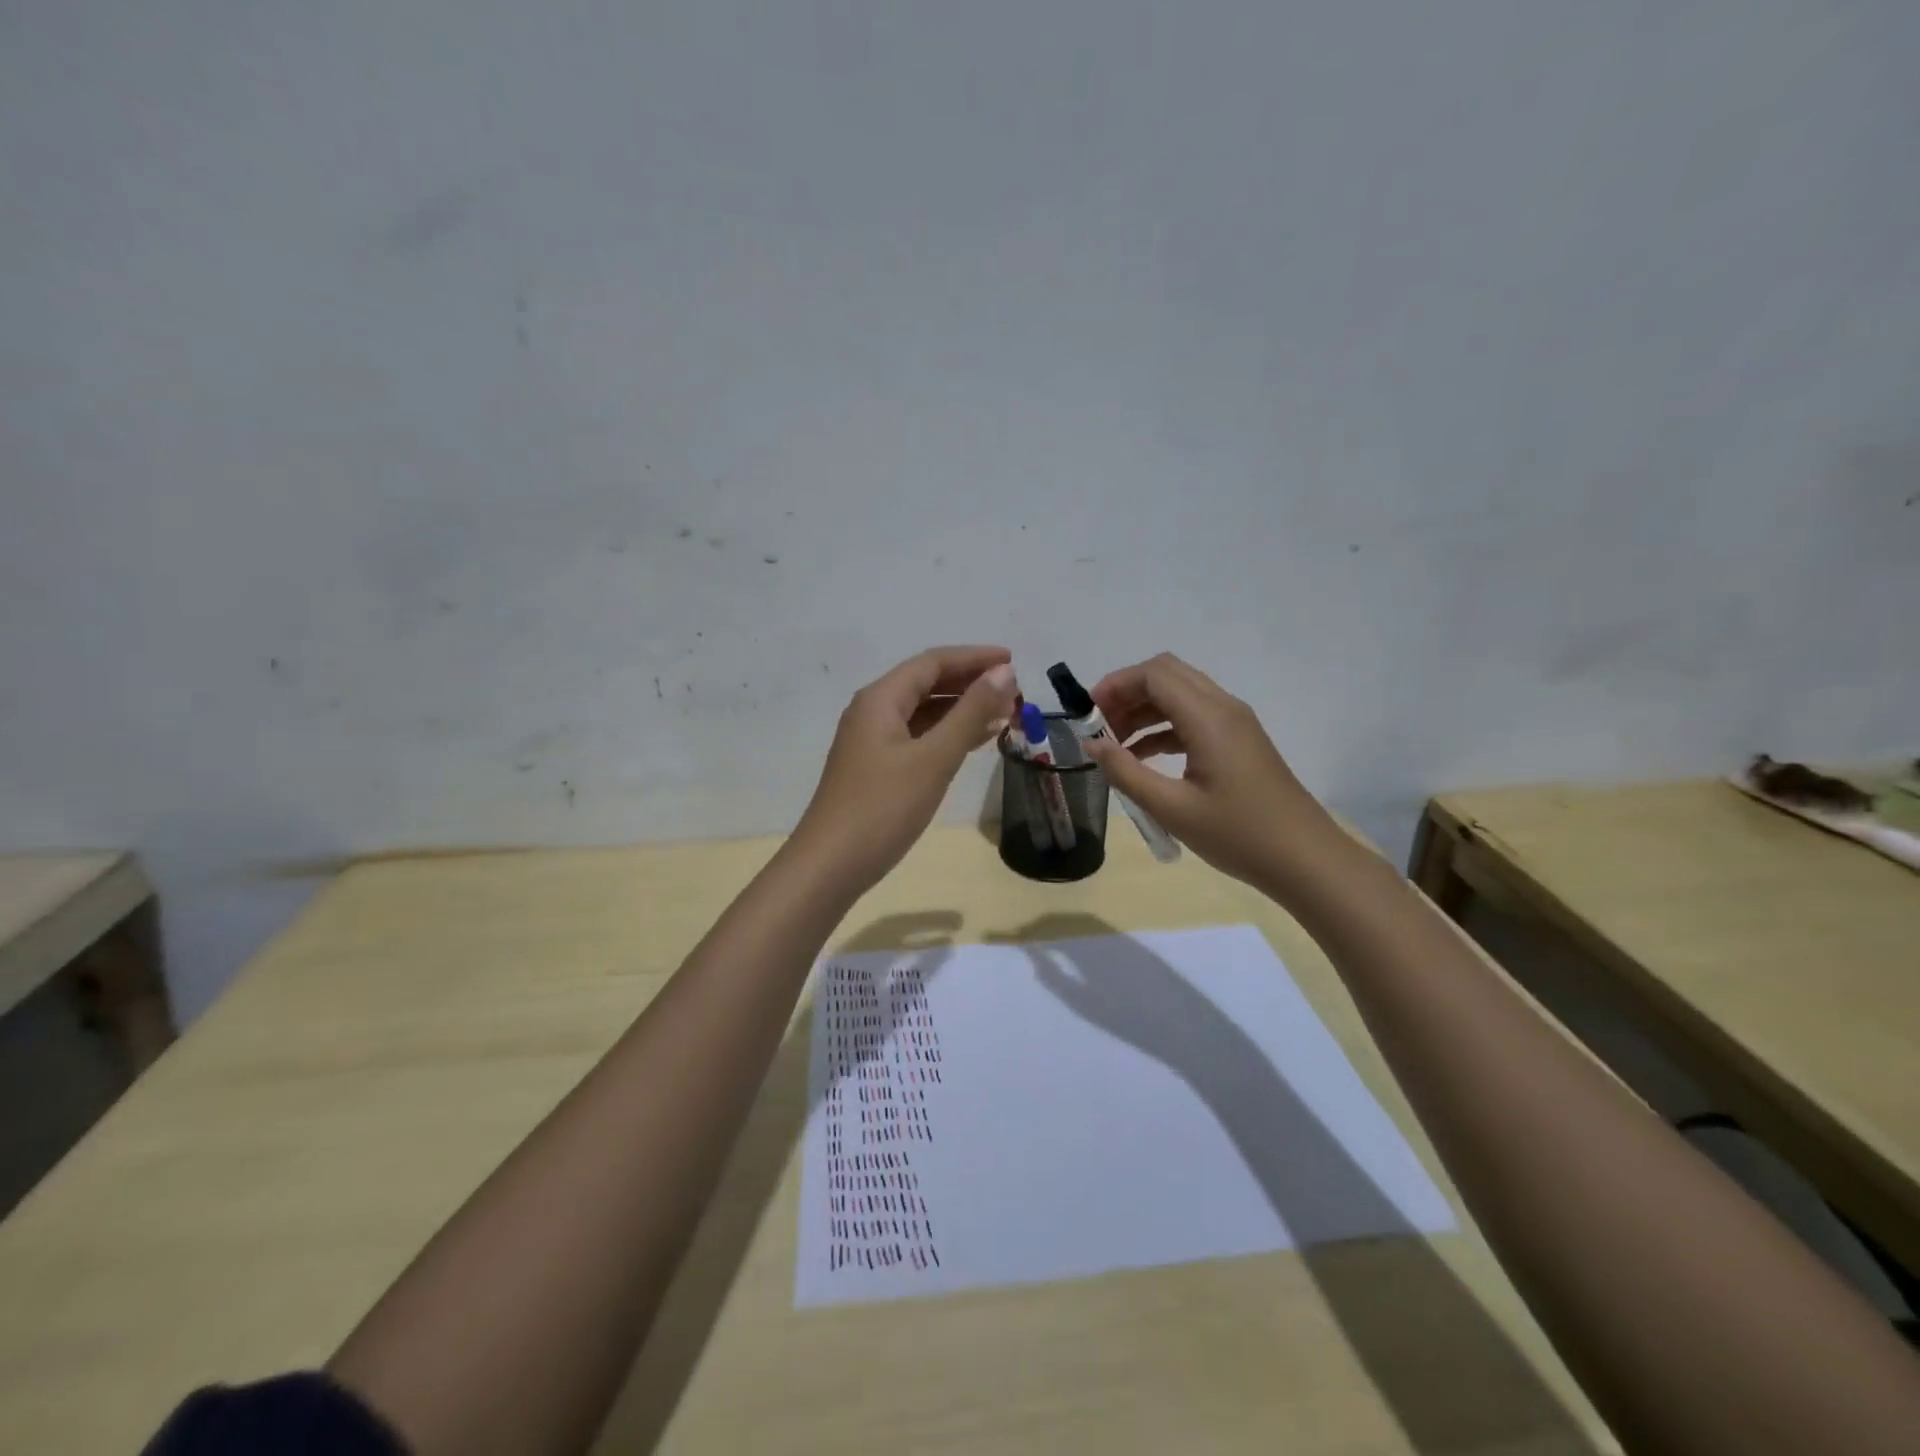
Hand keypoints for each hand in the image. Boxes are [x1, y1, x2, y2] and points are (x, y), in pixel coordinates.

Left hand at [796, 645, 1018, 890]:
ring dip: (962, 710)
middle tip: (1014, 693)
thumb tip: (1003, 672)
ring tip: (1004, 716)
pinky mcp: (876, 768)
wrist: (831, 865)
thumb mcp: (933, 757)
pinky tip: (973, 743)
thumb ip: (970, 712)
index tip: (1014, 661)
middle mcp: (873, 711)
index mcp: (881, 699)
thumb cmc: (883, 807)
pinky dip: (947, 735)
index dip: (974, 658)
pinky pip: (918, 737)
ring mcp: (872, 741)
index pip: (933, 662)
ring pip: (923, 712)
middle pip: (927, 683)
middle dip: (971, 684)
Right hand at [1080, 653, 1340, 893]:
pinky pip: (1193, 717)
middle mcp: (1223, 708)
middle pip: (1167, 675)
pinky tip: (1142, 758)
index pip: (1154, 675)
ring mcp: (1235, 723)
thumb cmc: (1238, 834)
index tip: (1088, 713)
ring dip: (1144, 710)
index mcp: (1208, 717)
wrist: (1305, 859)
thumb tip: (1093, 744)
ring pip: (1180, 695)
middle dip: (1127, 692)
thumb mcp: (1172, 808)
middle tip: (1099, 725)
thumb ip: (1126, 772)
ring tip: (1114, 745)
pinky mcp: (1239, 741)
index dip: (1116, 684)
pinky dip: (1163, 727)